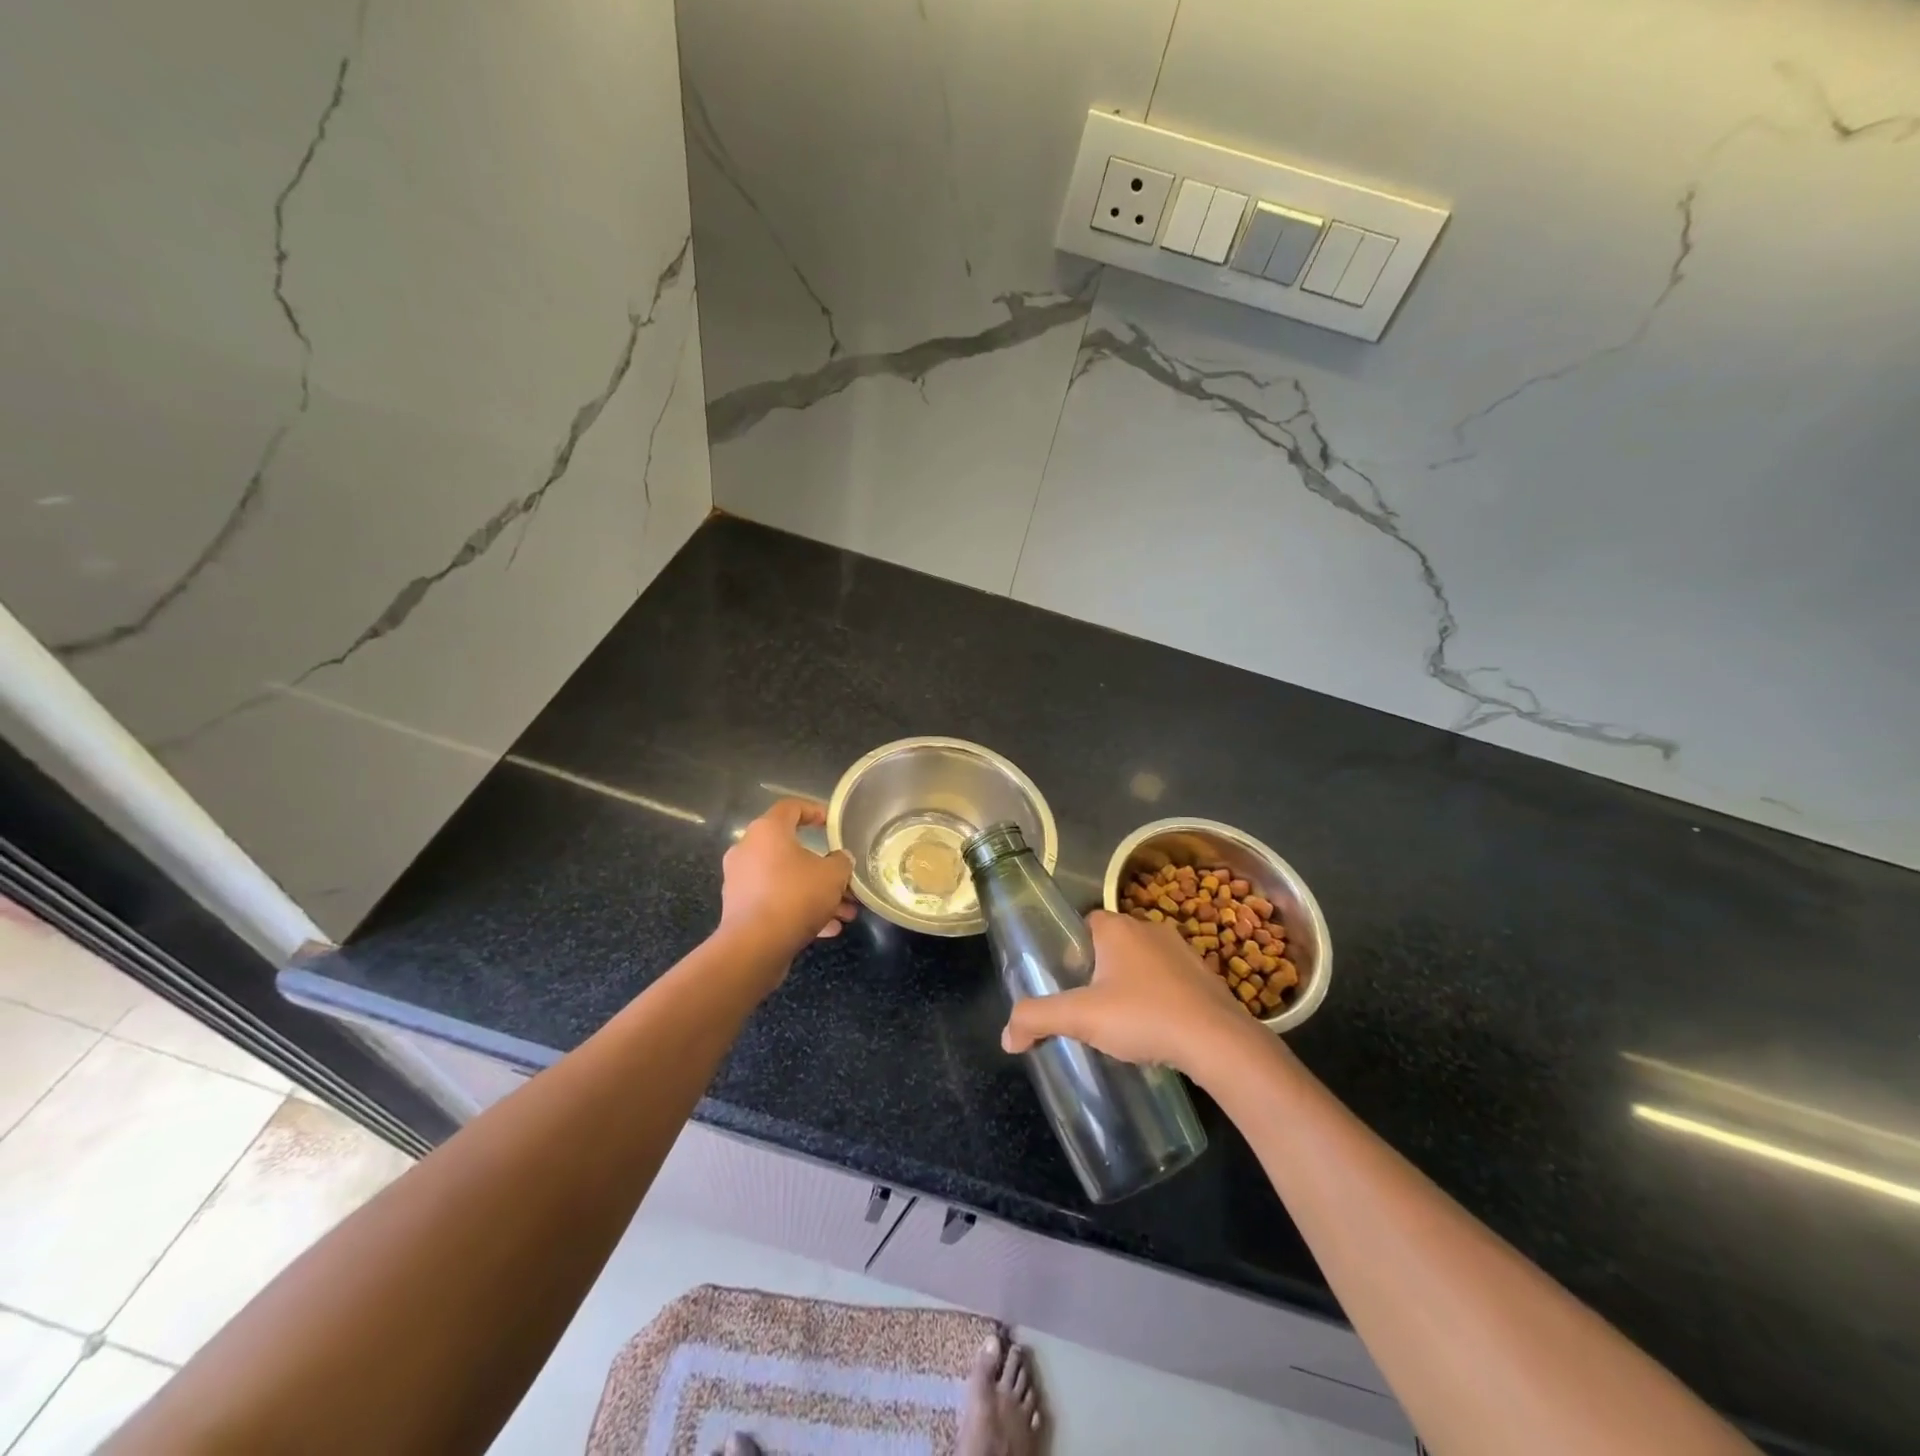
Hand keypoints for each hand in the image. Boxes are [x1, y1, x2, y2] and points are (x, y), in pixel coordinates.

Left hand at [719, 799, 856, 958]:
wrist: (755, 946)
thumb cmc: (795, 896)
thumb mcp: (833, 875)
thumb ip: (842, 862)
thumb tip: (841, 859)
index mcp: (768, 831)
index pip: (791, 807)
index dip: (814, 811)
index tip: (832, 824)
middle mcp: (748, 850)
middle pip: (792, 850)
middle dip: (824, 868)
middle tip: (846, 881)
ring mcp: (741, 880)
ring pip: (787, 880)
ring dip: (816, 893)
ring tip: (845, 913)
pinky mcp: (740, 908)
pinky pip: (776, 901)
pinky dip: (799, 909)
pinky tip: (827, 929)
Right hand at [1001, 910, 1251, 1072]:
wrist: (1218, 1042)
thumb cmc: (1144, 1016)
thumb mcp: (1081, 1018)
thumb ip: (1037, 1018)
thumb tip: (1006, 1036)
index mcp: (1117, 927)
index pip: (1083, 924)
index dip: (1069, 950)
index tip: (1064, 981)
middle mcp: (1149, 927)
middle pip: (1110, 943)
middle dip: (1097, 970)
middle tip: (1086, 1005)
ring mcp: (1182, 950)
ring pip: (1141, 961)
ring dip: (1129, 984)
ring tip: (1119, 1021)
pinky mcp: (1204, 976)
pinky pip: (1169, 980)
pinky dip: (1157, 997)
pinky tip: (1154, 1027)